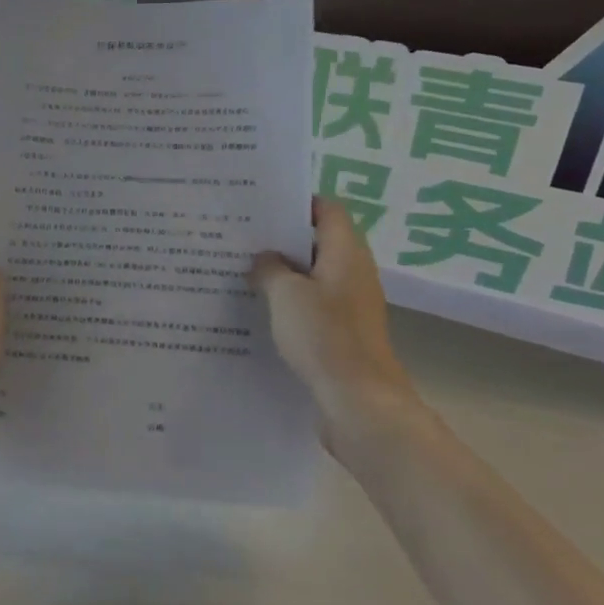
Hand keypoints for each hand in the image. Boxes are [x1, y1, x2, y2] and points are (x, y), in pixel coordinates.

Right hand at [251, 199, 416, 452]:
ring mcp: (351, 304)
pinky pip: (314, 304)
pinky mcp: (344, 332)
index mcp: (346, 252)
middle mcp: (353, 272)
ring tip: (244, 270)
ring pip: (314, 275)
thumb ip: (269, 268)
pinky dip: (291, 301)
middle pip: (319, 241)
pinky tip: (261, 310)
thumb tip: (263, 258)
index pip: (328, 209)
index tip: (262, 206)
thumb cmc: (324, 337)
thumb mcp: (286, 294)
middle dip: (283, 238)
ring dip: (284, 272)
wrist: (360, 402)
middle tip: (243, 237)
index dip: (298, 202)